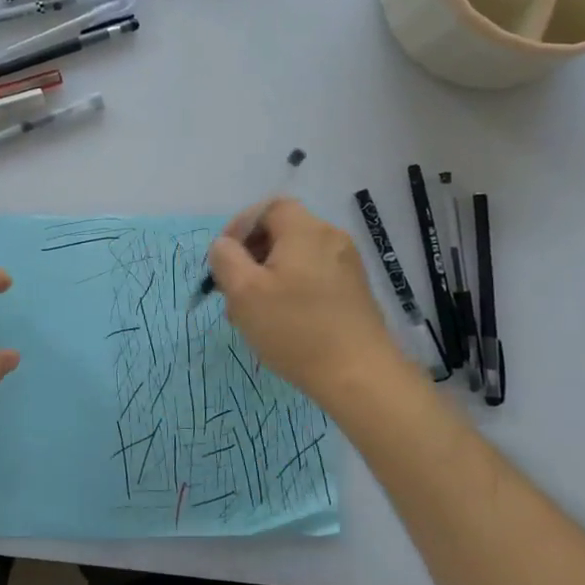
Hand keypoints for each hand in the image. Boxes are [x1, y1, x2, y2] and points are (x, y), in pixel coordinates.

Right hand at [207, 198, 405, 399]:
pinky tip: (282, 322)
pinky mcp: (354, 292)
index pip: (268, 208)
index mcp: (305, 231)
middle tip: (233, 289)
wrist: (360, 376)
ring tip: (253, 313)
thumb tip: (225, 245)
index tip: (224, 259)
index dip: (240, 226)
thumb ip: (225, 258)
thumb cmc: (295, 328)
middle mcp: (331, 239)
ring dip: (268, 277)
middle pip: (282, 232)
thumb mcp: (243, 291)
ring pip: (296, 257)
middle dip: (251, 256)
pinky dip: (291, 289)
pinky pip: (313, 276)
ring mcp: (347, 266)